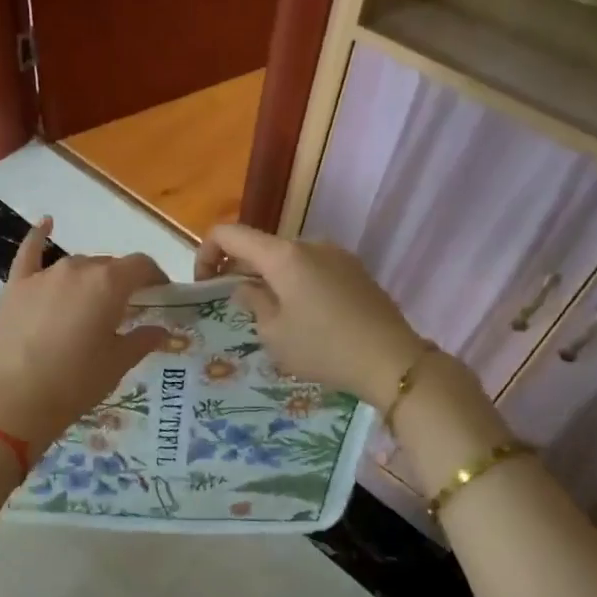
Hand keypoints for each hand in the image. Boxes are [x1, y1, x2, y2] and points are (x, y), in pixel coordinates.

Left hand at [0, 218, 170, 448]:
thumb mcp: (118, 363)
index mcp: (110, 283)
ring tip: (91, 303)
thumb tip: (162, 330)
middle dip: (121, 283)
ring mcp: (44, 275)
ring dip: (89, 278)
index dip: (155, 277)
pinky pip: (30, 253)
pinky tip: (46, 224)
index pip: (141, 265)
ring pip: (76, 266)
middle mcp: (78, 268)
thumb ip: (142, 340)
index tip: (161, 294)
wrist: (17, 398)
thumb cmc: (77, 382)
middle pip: (108, 266)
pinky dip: (39, 237)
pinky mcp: (16, 286)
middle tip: (125, 311)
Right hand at [194, 224, 431, 406]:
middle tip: (234, 306)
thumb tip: (245, 288)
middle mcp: (310, 244)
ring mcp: (337, 255)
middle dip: (239, 270)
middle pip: (260, 246)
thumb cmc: (323, 348)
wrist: (393, 361)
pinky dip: (295, 283)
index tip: (204, 285)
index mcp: (283, 255)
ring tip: (270, 317)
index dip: (207, 253)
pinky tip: (303, 318)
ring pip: (287, 259)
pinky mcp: (355, 271)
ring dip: (269, 279)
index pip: (229, 234)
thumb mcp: (274, 334)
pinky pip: (312, 269)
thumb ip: (252, 302)